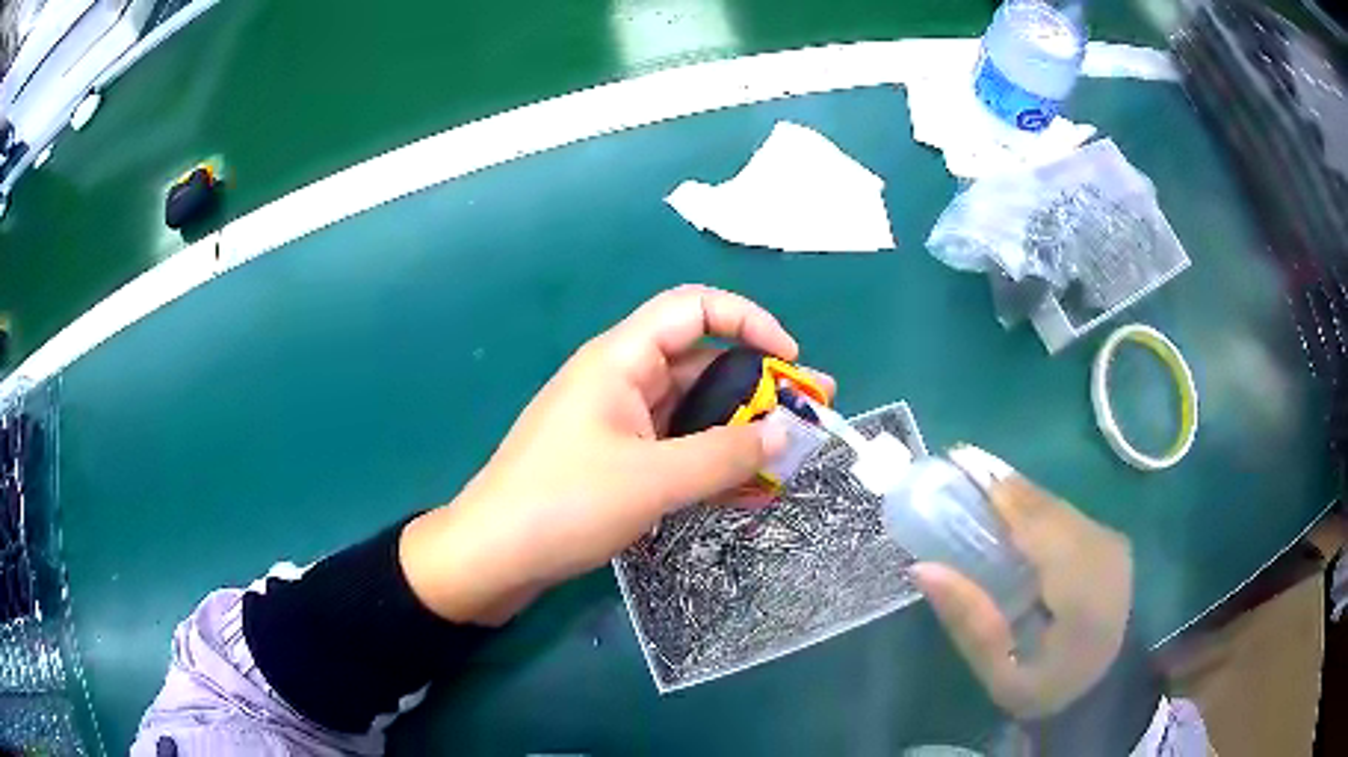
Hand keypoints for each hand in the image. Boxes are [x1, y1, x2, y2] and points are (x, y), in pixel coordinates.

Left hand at [400, 285, 831, 624]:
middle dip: (758, 387)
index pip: (694, 308)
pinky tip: (745, 488)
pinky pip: (673, 447)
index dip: (748, 320)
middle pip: (700, 363)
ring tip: (788, 458)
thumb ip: (725, 454)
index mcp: (621, 360)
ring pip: (690, 411)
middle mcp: (620, 380)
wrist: (492, 556)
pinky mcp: (613, 460)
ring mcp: (616, 423)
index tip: (790, 359)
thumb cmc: (564, 505)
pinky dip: (709, 461)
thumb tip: (788, 432)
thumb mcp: (653, 479)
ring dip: (738, 430)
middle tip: (808, 416)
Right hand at [912, 472, 1133, 719]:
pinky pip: (1066, 513)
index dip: (1002, 497)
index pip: (1042, 529)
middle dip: (1005, 487)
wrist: (1101, 688)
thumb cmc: (1045, 689)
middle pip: (1049, 508)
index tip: (958, 468)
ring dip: (1019, 493)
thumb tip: (922, 568)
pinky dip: (1035, 506)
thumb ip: (969, 621)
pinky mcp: (1110, 541)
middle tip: (959, 466)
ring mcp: (1112, 543)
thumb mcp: (999, 674)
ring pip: (1058, 506)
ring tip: (977, 477)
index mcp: (1084, 593)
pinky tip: (1010, 505)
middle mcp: (1105, 555)